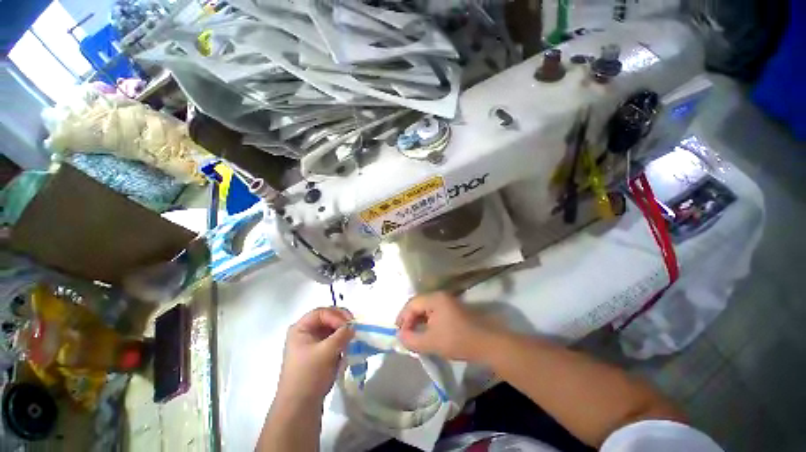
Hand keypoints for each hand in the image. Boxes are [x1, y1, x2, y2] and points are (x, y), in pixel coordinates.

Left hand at [277, 307, 353, 403]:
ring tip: (352, 338)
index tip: (349, 324)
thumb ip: (342, 335)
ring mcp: (311, 344)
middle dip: (341, 322)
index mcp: (300, 328)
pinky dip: (341, 341)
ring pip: (331, 329)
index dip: (336, 315)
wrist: (300, 407)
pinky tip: (347, 347)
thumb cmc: (309, 375)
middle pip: (327, 318)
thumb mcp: (327, 352)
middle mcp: (305, 333)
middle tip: (354, 327)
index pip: (321, 312)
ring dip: (342, 332)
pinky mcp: (318, 354)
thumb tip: (353, 327)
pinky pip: (332, 340)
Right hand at [395, 292, 501, 361]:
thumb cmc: (457, 340)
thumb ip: (411, 339)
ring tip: (413, 335)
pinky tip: (426, 333)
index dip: (403, 318)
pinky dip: (427, 322)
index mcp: (434, 298)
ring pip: (426, 309)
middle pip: (418, 304)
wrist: (487, 344)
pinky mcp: (453, 310)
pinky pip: (434, 313)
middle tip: (404, 334)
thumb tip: (400, 335)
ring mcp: (448, 302)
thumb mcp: (430, 342)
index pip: (412, 304)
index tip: (399, 333)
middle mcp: (440, 296)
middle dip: (409, 319)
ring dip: (418, 321)